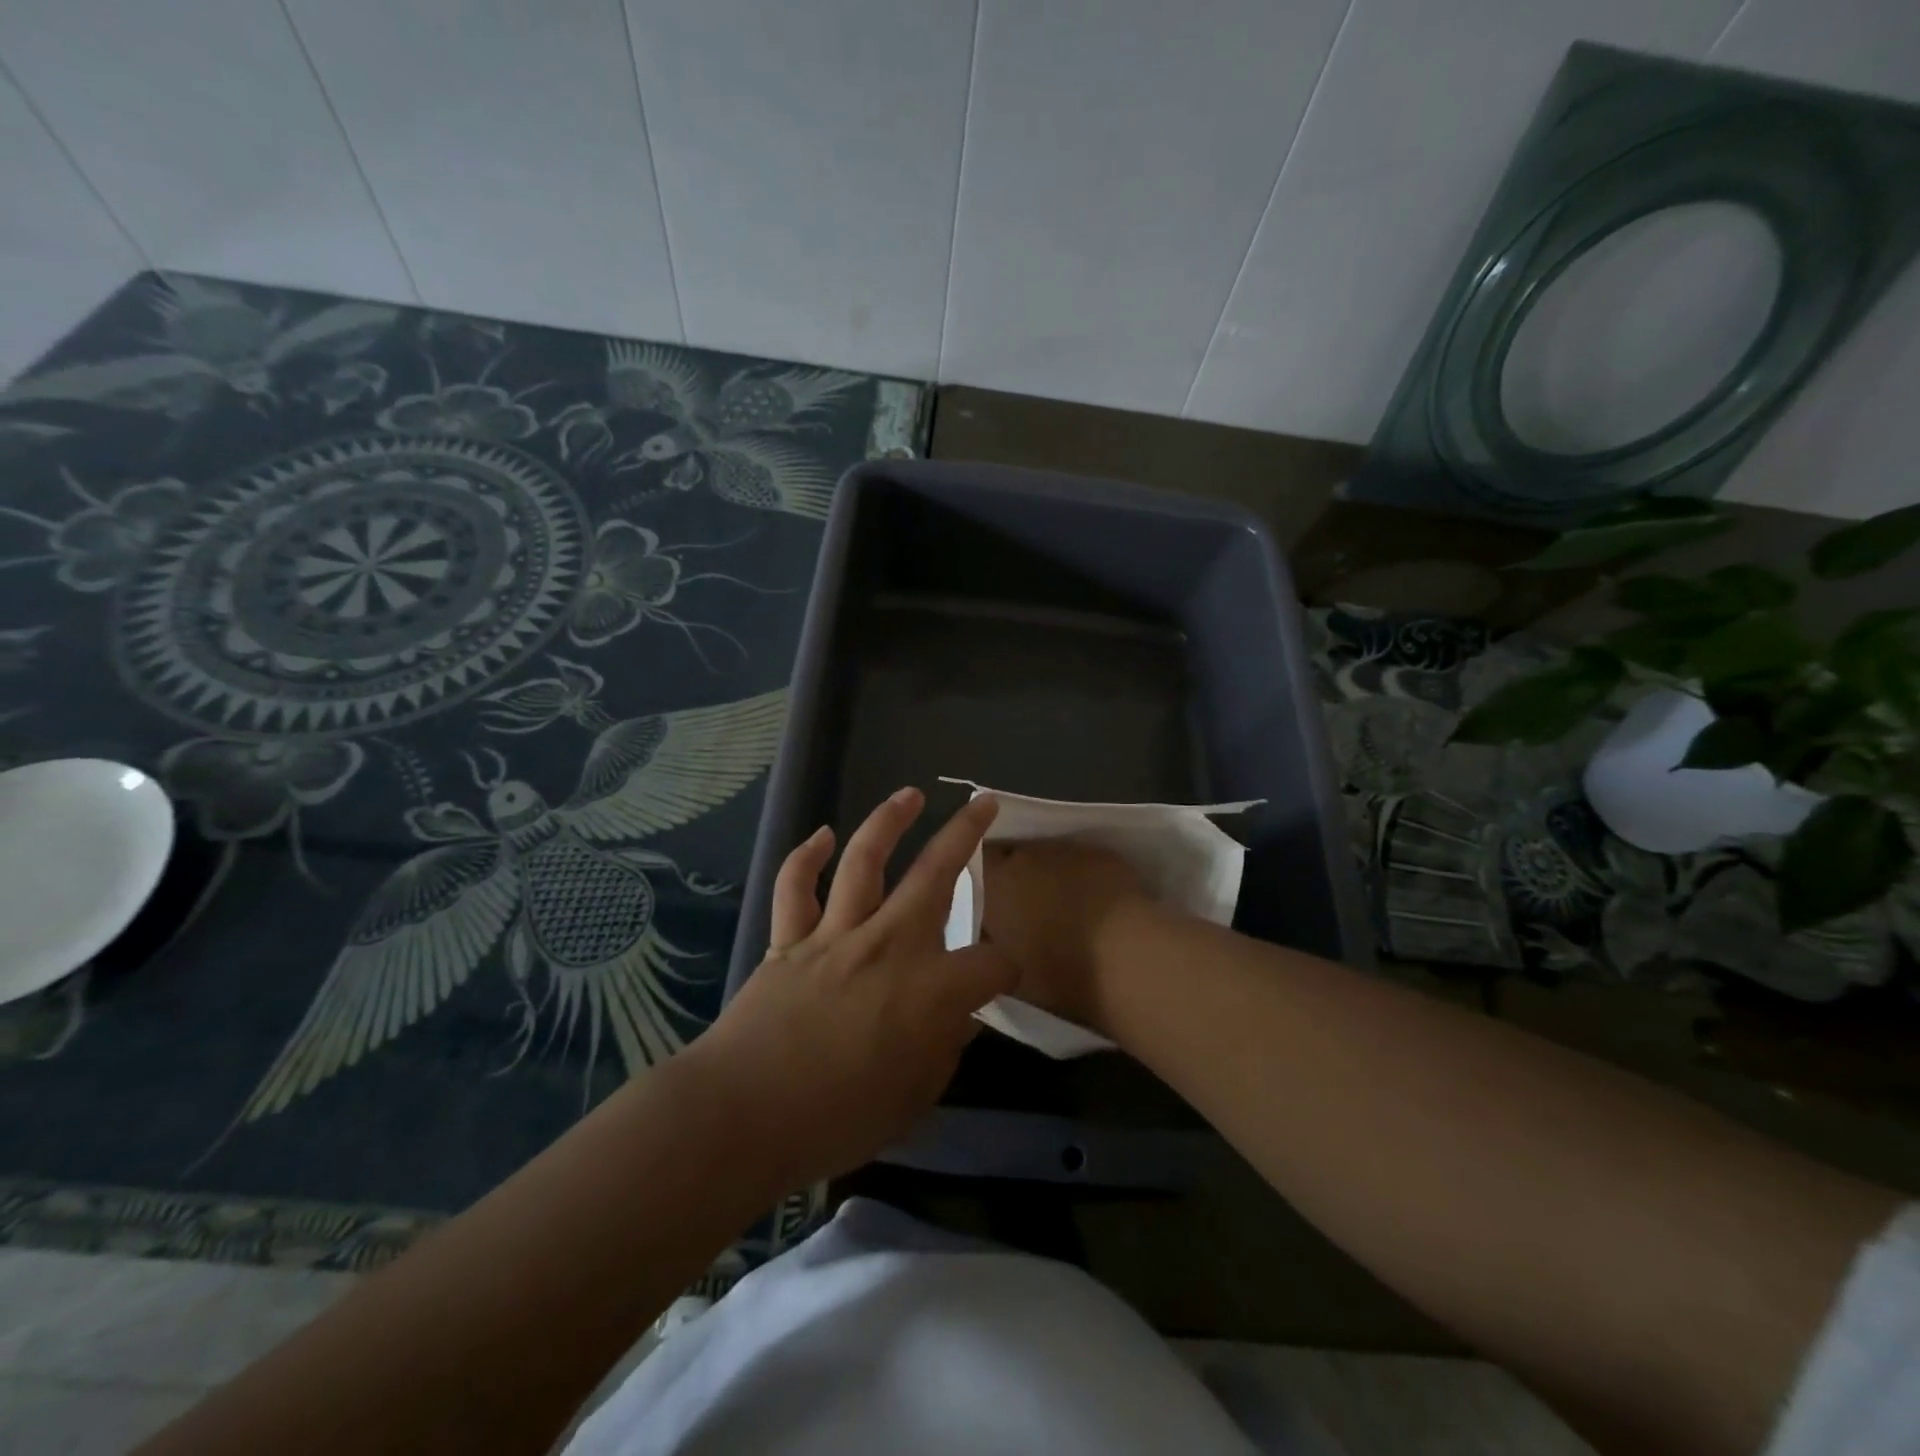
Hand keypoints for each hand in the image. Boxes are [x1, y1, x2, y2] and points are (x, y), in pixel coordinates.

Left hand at [686, 788, 1012, 1191]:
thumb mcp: (914, 1099)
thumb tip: (958, 1020)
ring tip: (909, 795)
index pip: (990, 963)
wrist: (744, 1115)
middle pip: (936, 874)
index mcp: (930, 989)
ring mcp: (836, 934)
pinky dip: (807, 857)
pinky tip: (823, 836)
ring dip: (889, 821)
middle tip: (982, 803)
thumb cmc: (837, 1118)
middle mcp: (889, 944)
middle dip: (965, 833)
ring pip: (866, 861)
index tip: (1000, 977)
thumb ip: (943, 1051)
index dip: (1006, 968)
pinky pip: (797, 887)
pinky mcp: (790, 940)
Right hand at [980, 838, 1147, 1030]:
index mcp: (994, 885)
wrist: (1125, 960)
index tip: (992, 902)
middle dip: (1018, 877)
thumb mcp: (1007, 972)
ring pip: (1048, 857)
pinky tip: (1097, 901)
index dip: (984, 881)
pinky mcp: (1100, 853)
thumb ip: (994, 945)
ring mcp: (1065, 850)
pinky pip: (1082, 860)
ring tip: (1066, 906)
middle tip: (1028, 908)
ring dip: (1051, 875)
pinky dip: (1084, 876)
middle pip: (1013, 857)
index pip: (977, 865)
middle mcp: (1024, 857)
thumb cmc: (1059, 974)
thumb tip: (993, 935)